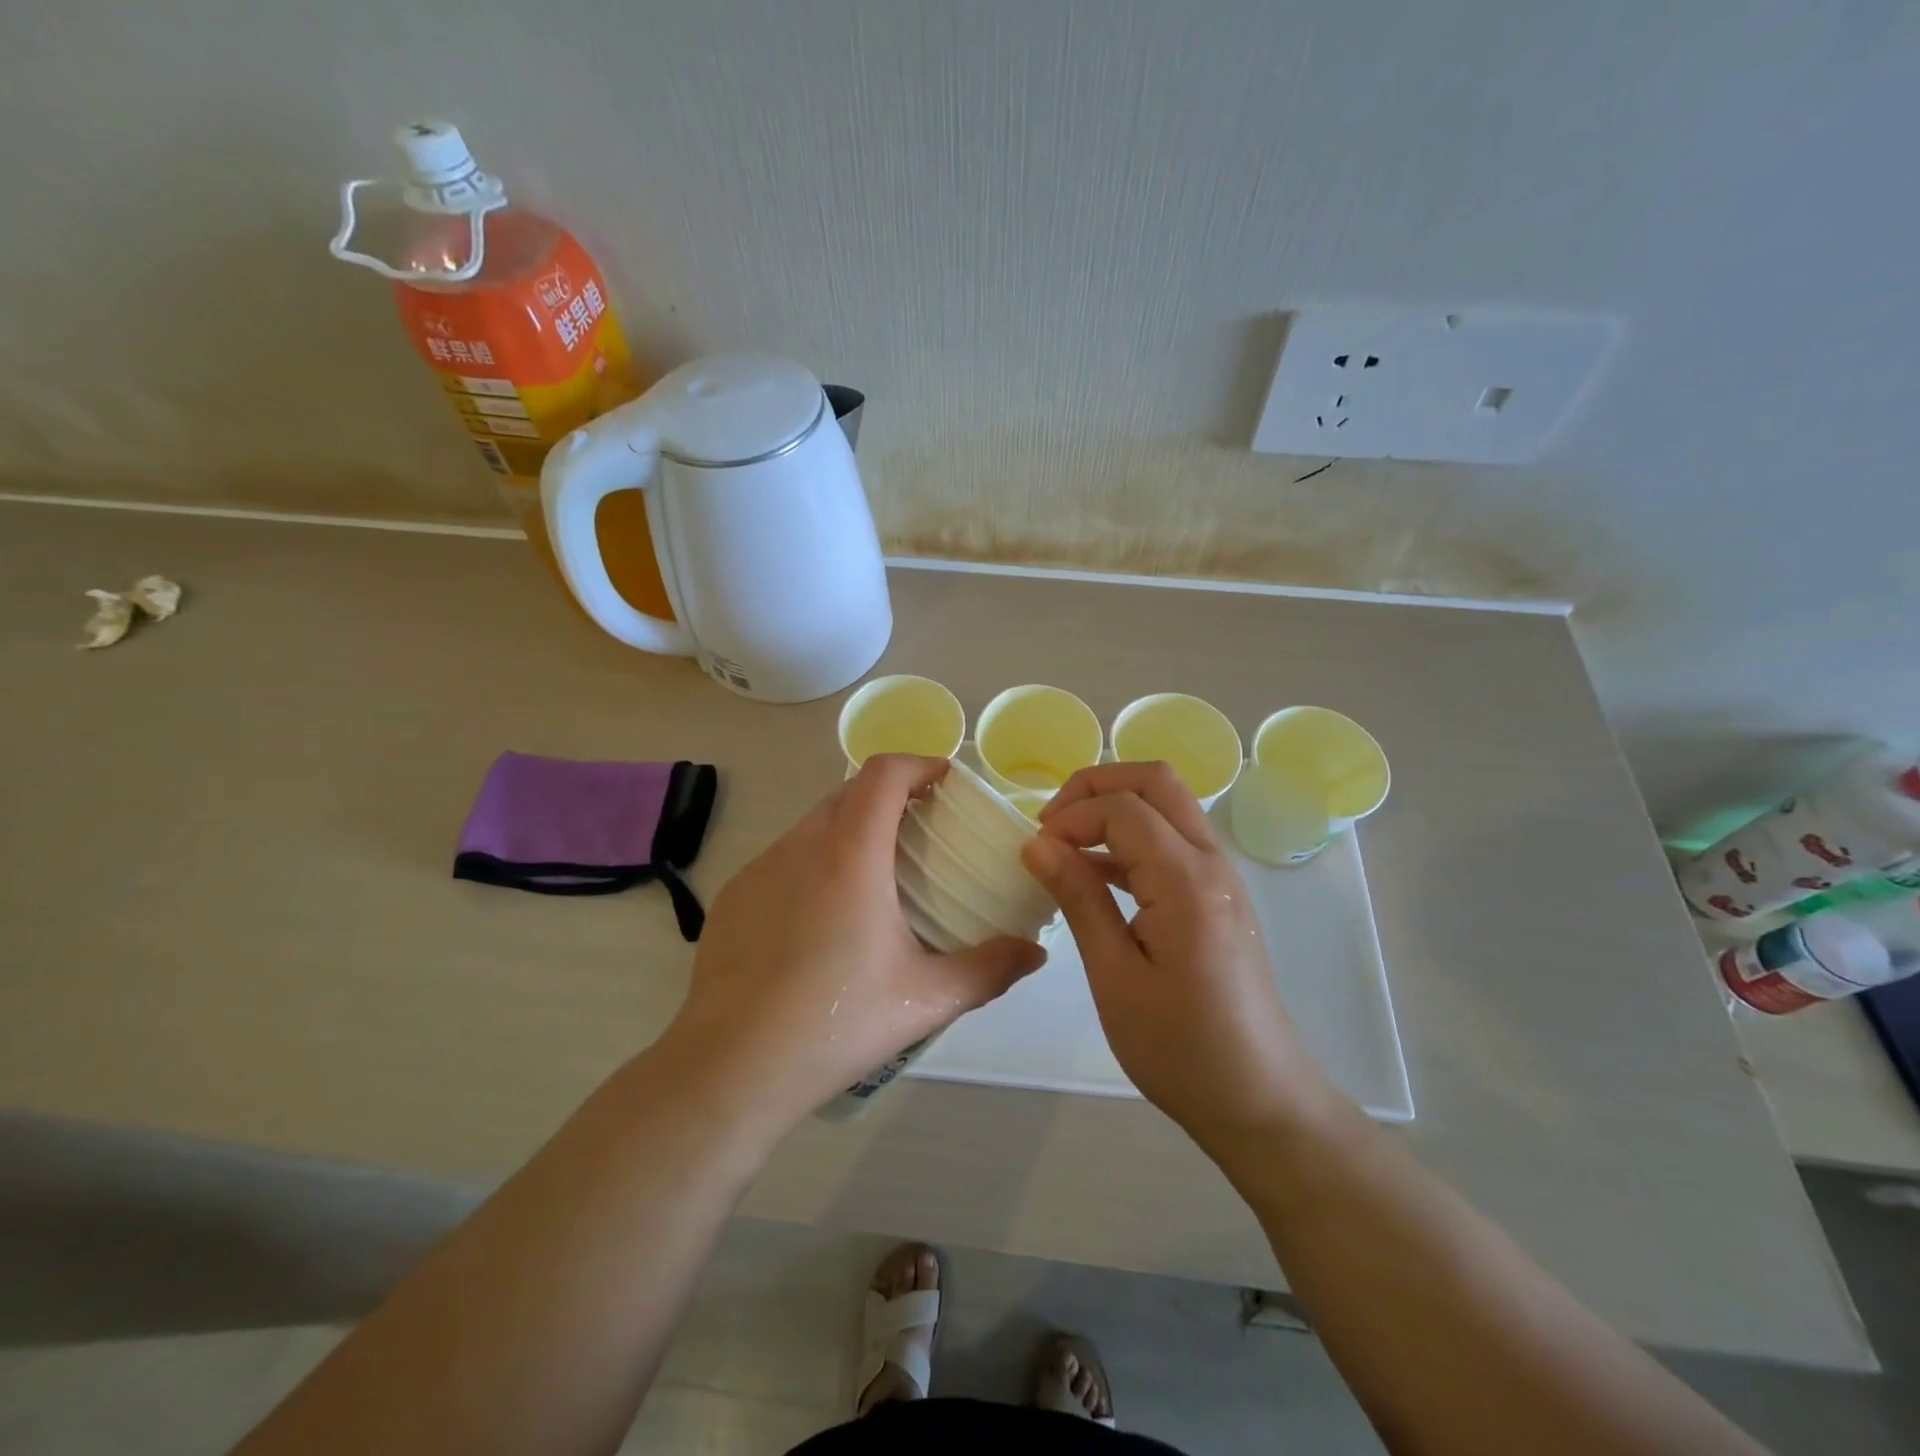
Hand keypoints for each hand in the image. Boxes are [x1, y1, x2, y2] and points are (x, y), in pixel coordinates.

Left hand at [663, 754, 1045, 1131]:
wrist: (731, 1068)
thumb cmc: (835, 1022)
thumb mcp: (924, 999)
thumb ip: (988, 969)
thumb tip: (1034, 954)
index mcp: (850, 855)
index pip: (882, 774)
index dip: (917, 764)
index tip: (943, 780)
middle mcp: (800, 846)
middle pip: (848, 792)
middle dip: (888, 796)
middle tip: (920, 830)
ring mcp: (759, 869)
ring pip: (812, 825)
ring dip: (849, 829)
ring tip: (874, 876)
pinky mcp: (732, 897)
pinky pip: (782, 858)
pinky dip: (813, 862)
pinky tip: (821, 918)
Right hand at [1020, 762, 1313, 1145]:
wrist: (1261, 1101)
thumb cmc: (1180, 1049)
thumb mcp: (1114, 977)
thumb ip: (1079, 899)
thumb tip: (1037, 843)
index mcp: (1185, 880)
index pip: (1122, 807)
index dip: (1071, 816)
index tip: (1034, 852)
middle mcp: (1211, 862)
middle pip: (1155, 782)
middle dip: (1096, 786)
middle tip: (1051, 824)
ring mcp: (1221, 877)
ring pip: (1168, 806)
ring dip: (1115, 808)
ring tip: (1065, 846)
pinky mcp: (1219, 897)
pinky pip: (1173, 841)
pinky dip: (1132, 838)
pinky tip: (1097, 876)